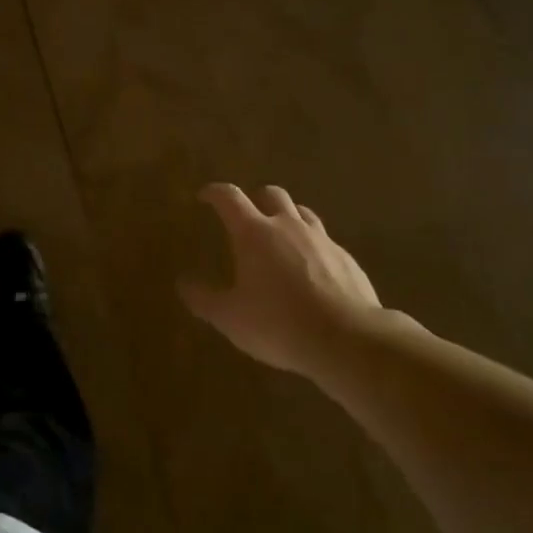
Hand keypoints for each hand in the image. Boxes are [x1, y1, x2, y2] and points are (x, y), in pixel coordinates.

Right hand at [179, 182, 414, 380]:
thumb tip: (183, 283)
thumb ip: (204, 299)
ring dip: (287, 216)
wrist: (348, 340)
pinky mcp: (346, 258)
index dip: (214, 192)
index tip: (204, 196)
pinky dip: (311, 245)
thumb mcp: (231, 318)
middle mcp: (287, 226)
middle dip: (255, 198)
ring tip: (279, 235)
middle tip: (246, 215)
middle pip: (271, 193)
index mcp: (254, 233)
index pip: (229, 197)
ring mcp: (321, 239)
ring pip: (302, 212)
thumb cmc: (279, 324)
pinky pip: (324, 240)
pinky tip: (311, 268)